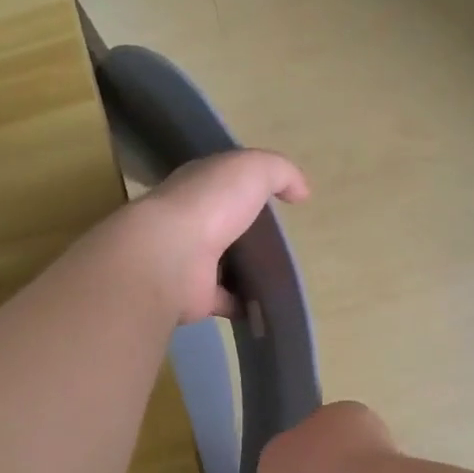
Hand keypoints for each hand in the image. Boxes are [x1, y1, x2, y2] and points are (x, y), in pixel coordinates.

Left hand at [127, 149, 308, 324]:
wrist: (172, 257)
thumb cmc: (211, 204)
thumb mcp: (253, 169)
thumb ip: (280, 172)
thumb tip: (301, 192)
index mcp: (197, 186)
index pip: (220, 182)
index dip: (244, 185)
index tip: (272, 197)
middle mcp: (188, 221)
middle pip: (222, 224)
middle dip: (245, 230)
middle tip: (280, 240)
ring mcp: (190, 261)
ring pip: (223, 264)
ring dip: (245, 269)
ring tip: (282, 273)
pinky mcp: (197, 297)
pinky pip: (227, 300)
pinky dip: (246, 303)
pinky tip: (271, 303)